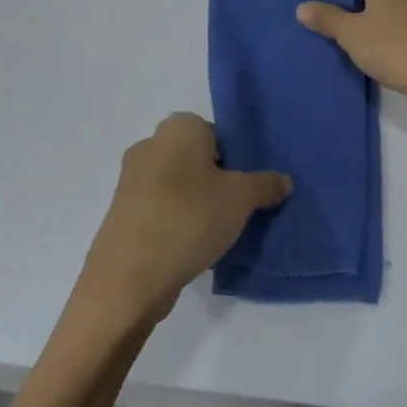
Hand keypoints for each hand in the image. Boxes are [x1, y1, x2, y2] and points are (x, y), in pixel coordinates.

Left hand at [78, 114, 289, 320]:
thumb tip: (284, 180)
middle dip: (216, 178)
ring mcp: (131, 180)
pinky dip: (176, 220)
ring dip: (196, 201)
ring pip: (177, 183)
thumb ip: (265, 184)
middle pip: (196, 157)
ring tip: (216, 230)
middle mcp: (150, 145)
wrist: (128, 278)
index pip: (217, 132)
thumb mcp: (242, 199)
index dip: (236, 157)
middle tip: (237, 206)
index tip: (246, 185)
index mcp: (179, 128)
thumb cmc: (190, 218)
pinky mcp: (122, 213)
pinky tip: (191, 245)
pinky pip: (160, 207)